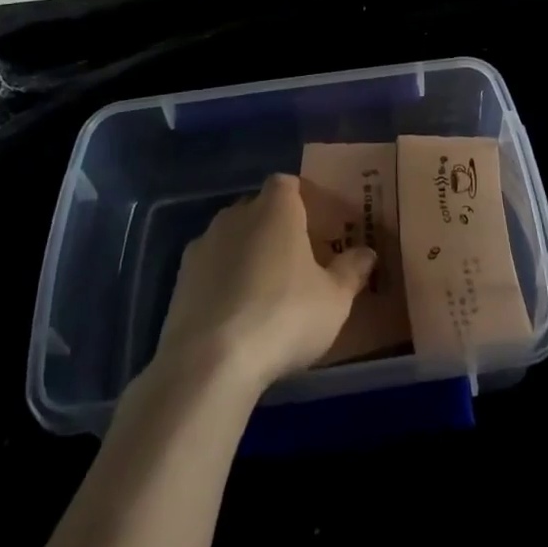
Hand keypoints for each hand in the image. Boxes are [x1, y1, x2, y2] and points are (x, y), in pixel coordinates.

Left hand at [156, 173, 376, 392]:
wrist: (209, 362)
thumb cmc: (283, 317)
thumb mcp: (334, 300)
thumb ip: (351, 271)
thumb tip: (367, 253)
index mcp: (276, 207)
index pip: (288, 184)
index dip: (302, 200)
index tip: (317, 226)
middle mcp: (236, 213)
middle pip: (259, 209)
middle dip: (275, 228)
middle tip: (296, 261)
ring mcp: (204, 244)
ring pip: (232, 238)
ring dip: (247, 254)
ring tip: (265, 290)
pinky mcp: (180, 279)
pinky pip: (210, 268)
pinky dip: (223, 281)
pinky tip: (235, 314)